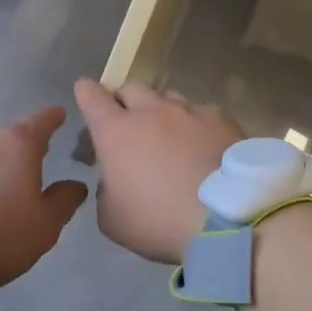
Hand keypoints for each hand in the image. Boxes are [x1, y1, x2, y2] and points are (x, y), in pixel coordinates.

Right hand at [73, 79, 243, 263]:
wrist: (226, 219)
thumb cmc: (159, 222)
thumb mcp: (113, 220)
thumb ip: (106, 191)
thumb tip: (114, 179)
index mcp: (116, 132)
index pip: (92, 96)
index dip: (86, 92)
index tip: (85, 92)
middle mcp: (150, 110)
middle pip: (130, 88)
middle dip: (125, 101)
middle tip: (129, 124)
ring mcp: (188, 110)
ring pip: (167, 98)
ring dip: (162, 113)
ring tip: (171, 137)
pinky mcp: (220, 117)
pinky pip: (201, 112)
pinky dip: (197, 125)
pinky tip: (205, 146)